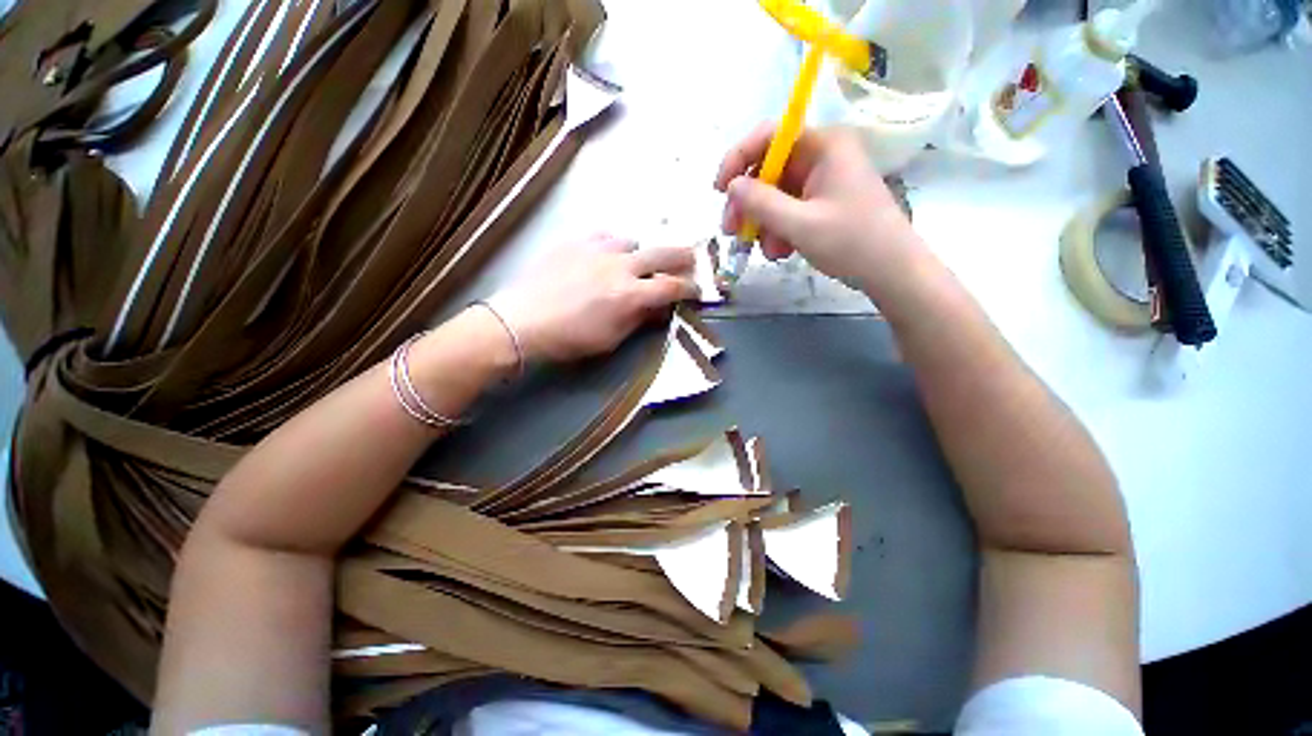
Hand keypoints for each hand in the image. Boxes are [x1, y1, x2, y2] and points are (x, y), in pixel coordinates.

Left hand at [490, 235, 699, 361]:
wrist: (522, 321)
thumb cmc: (570, 339)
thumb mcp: (612, 338)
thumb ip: (640, 319)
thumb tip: (662, 309)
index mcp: (630, 295)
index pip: (672, 287)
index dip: (691, 288)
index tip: (698, 291)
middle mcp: (620, 266)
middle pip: (663, 253)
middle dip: (683, 258)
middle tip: (691, 261)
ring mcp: (597, 249)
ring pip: (633, 241)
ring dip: (642, 254)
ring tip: (636, 265)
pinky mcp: (576, 241)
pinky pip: (605, 236)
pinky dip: (614, 246)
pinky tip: (607, 256)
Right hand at [715, 123, 918, 290]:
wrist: (891, 272)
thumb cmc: (852, 243)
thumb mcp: (800, 225)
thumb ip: (761, 204)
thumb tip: (731, 187)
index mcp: (824, 146)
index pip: (770, 135)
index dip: (739, 158)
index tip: (720, 190)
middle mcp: (821, 156)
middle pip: (768, 169)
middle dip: (748, 202)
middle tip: (733, 231)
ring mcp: (821, 181)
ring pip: (773, 194)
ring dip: (762, 223)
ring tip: (768, 250)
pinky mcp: (820, 203)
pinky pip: (786, 210)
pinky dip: (777, 230)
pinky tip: (781, 251)